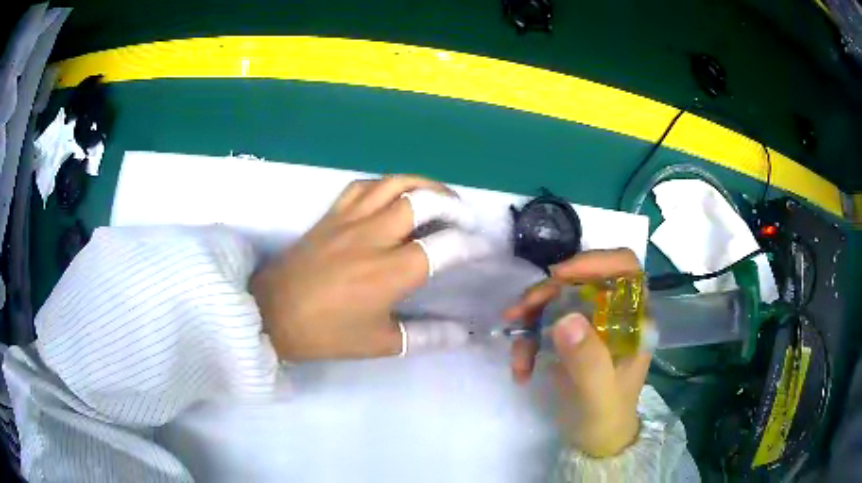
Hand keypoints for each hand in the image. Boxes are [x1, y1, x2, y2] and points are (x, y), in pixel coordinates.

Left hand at [251, 175, 488, 360]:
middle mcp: (374, 237)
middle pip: (424, 201)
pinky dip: (386, 185)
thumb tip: (463, 333)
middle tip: (465, 218)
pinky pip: (362, 186)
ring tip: (438, 197)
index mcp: (390, 272)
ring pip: (395, 184)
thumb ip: (427, 336)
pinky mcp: (330, 215)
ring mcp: (350, 220)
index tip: (483, 248)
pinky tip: (393, 195)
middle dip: (454, 204)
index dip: (472, 245)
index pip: (445, 247)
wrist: (271, 314)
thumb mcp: (380, 343)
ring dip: (424, 185)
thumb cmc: (325, 333)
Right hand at [503, 249, 649, 456]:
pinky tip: (521, 367)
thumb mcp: (599, 396)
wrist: (594, 440)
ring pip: (557, 298)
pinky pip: (543, 321)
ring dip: (531, 316)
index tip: (559, 276)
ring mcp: (591, 323)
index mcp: (635, 320)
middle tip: (520, 312)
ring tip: (515, 347)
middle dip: (548, 292)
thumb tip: (565, 317)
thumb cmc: (605, 418)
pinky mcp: (570, 336)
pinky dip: (527, 339)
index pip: (625, 268)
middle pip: (582, 279)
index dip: (595, 261)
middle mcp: (614, 313)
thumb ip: (588, 361)